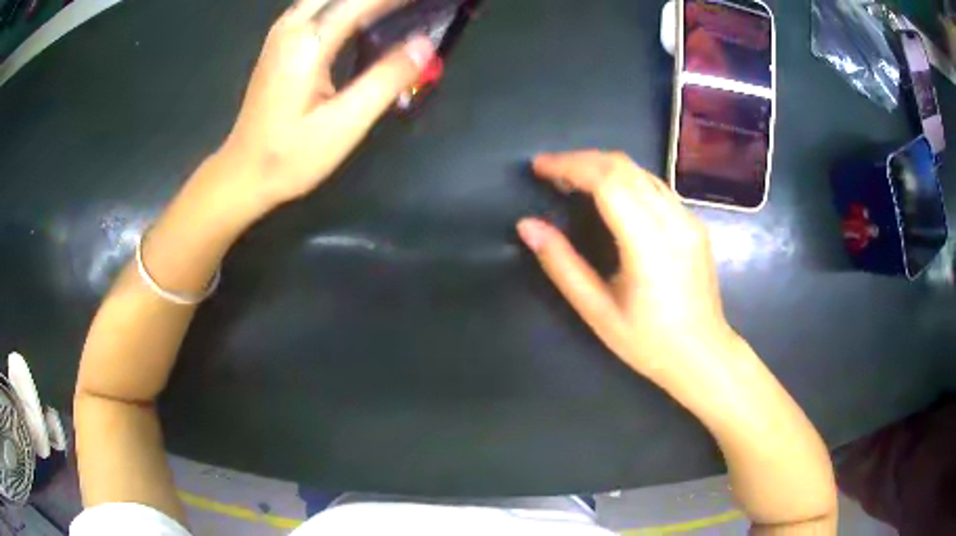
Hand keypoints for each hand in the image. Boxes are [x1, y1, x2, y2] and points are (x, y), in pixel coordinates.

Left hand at [218, 0, 434, 209]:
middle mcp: (291, 29)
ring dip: (361, 1)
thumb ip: (385, 80)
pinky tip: (362, 16)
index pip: (361, 1)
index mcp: (307, 44)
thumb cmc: (290, 156)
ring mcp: (281, 35)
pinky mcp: (279, 45)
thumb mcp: (343, 125)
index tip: (429, 0)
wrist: (243, 174)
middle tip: (411, 6)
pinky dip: (344, 6)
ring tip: (394, 8)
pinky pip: (317, 8)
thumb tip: (425, 46)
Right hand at [517, 150, 736, 380]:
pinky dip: (624, 179)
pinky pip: (655, 186)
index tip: (539, 167)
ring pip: (641, 171)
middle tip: (550, 171)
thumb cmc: (648, 342)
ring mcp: (688, 219)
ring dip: (603, 166)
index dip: (571, 166)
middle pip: (624, 167)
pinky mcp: (694, 223)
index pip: (609, 181)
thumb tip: (528, 226)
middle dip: (582, 160)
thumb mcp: (597, 312)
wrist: (703, 354)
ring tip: (572, 179)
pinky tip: (608, 195)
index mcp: (650, 244)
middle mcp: (674, 221)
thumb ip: (562, 265)